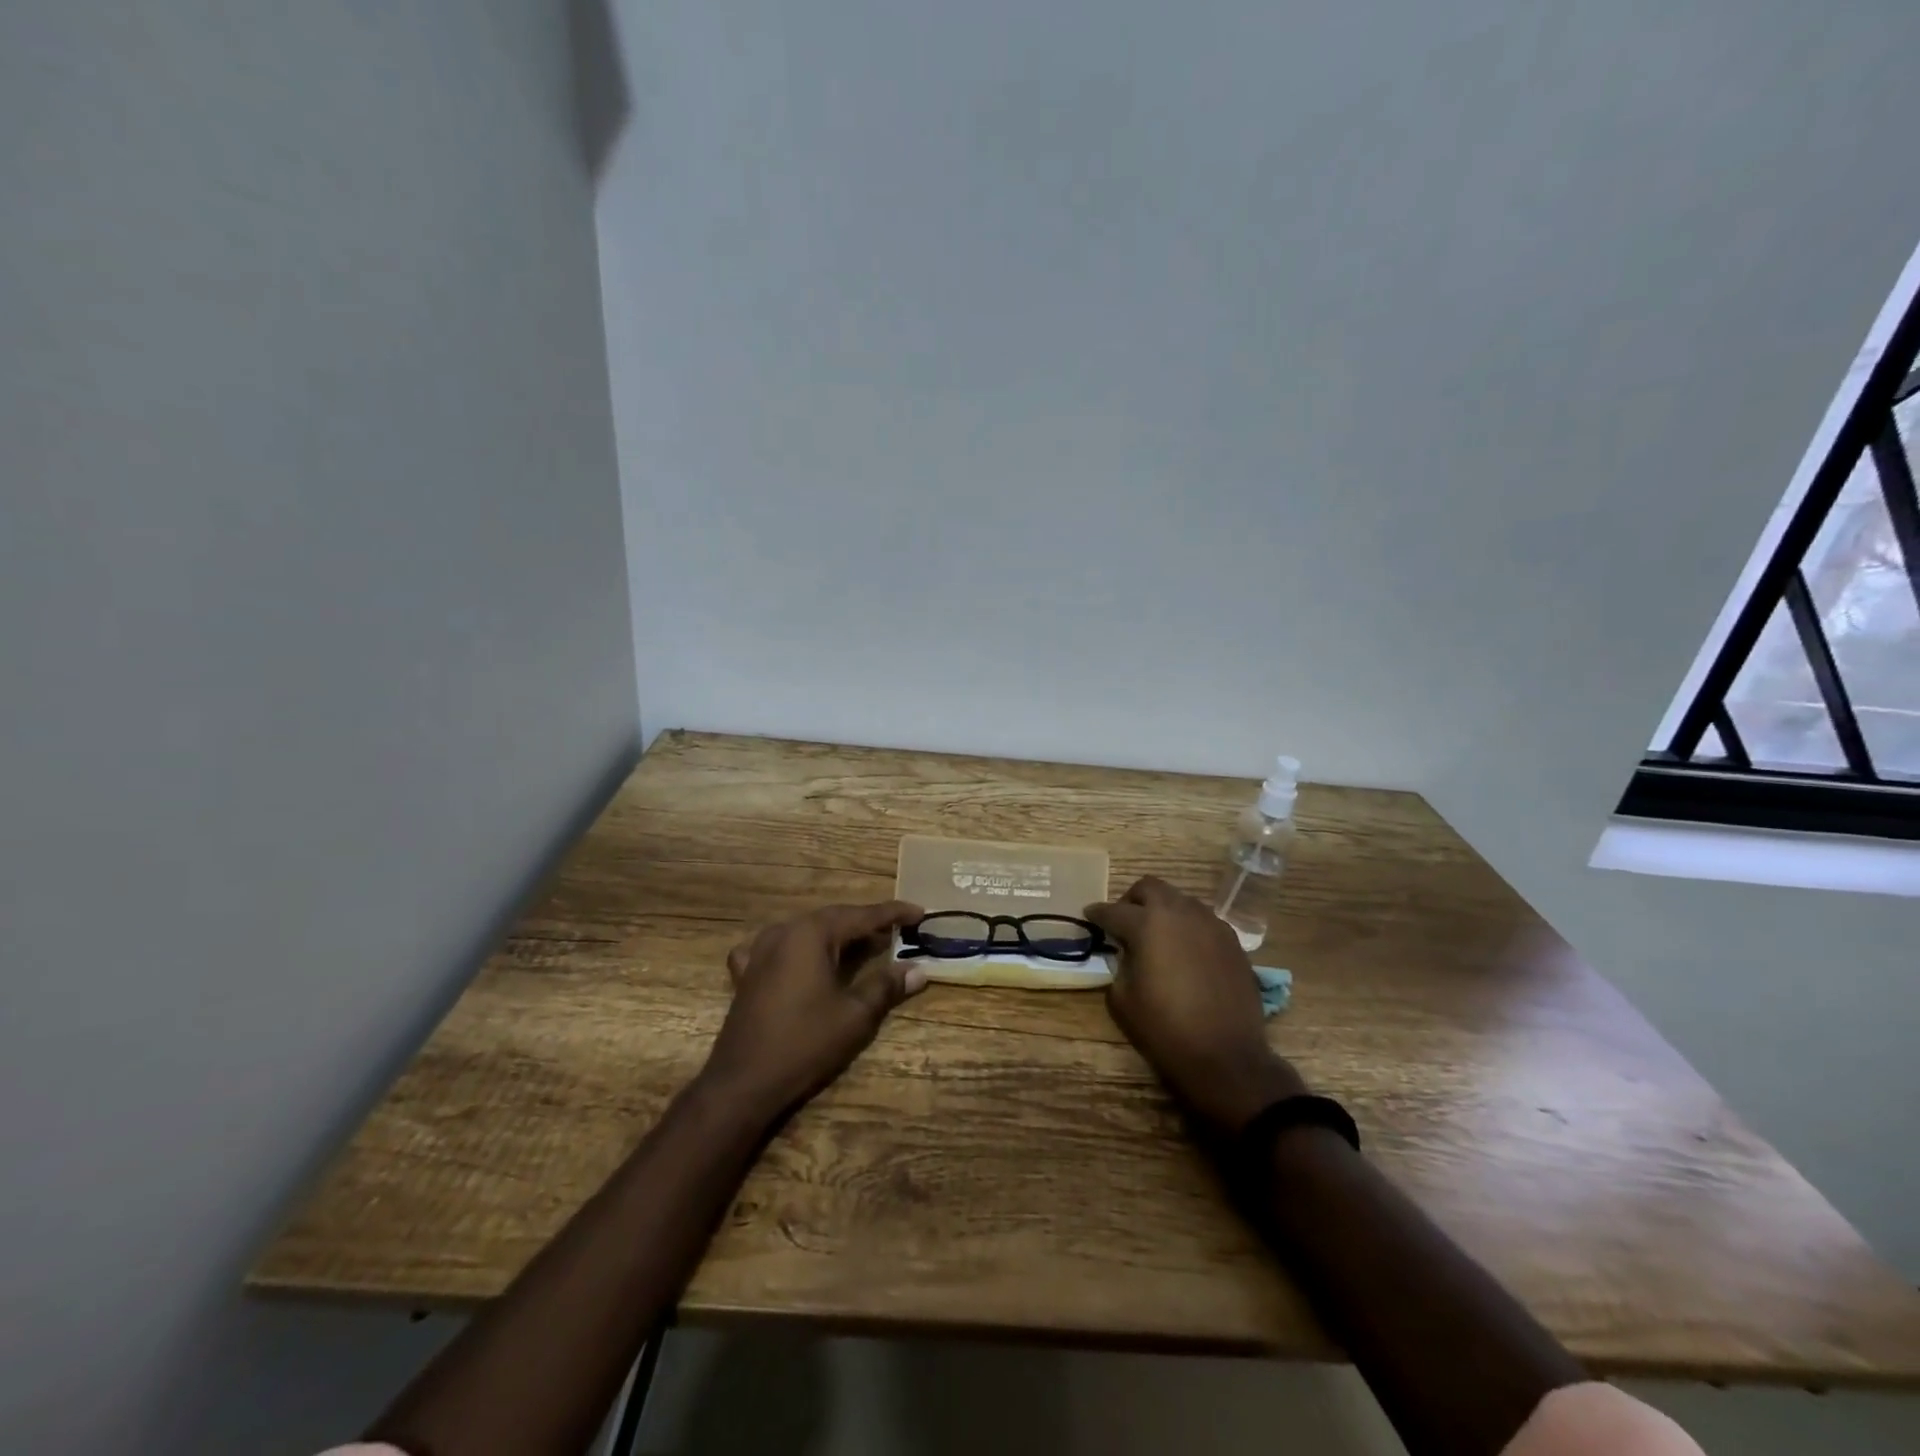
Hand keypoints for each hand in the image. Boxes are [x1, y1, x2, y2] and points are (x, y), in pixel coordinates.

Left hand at [704, 900, 928, 1122]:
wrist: (743, 1082)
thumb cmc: (805, 1043)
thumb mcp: (855, 1015)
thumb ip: (886, 985)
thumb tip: (919, 971)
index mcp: (812, 933)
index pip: (862, 915)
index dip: (893, 913)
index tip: (920, 912)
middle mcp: (785, 932)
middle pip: (834, 918)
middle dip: (866, 923)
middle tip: (897, 930)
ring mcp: (760, 951)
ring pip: (806, 931)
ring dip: (835, 935)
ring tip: (861, 944)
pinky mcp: (746, 974)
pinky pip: (776, 948)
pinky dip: (798, 949)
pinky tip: (800, 959)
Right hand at [1085, 876, 1304, 1133]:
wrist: (1226, 1057)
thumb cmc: (1165, 1030)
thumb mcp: (1122, 999)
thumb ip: (1119, 965)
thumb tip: (1126, 953)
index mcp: (1147, 924)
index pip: (1113, 911)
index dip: (1097, 914)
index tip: (1089, 916)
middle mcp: (1180, 913)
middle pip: (1149, 888)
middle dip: (1131, 900)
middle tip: (1124, 922)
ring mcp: (1211, 924)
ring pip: (1180, 900)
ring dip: (1163, 910)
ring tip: (1156, 936)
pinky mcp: (1232, 941)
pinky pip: (1203, 921)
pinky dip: (1187, 927)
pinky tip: (1185, 951)